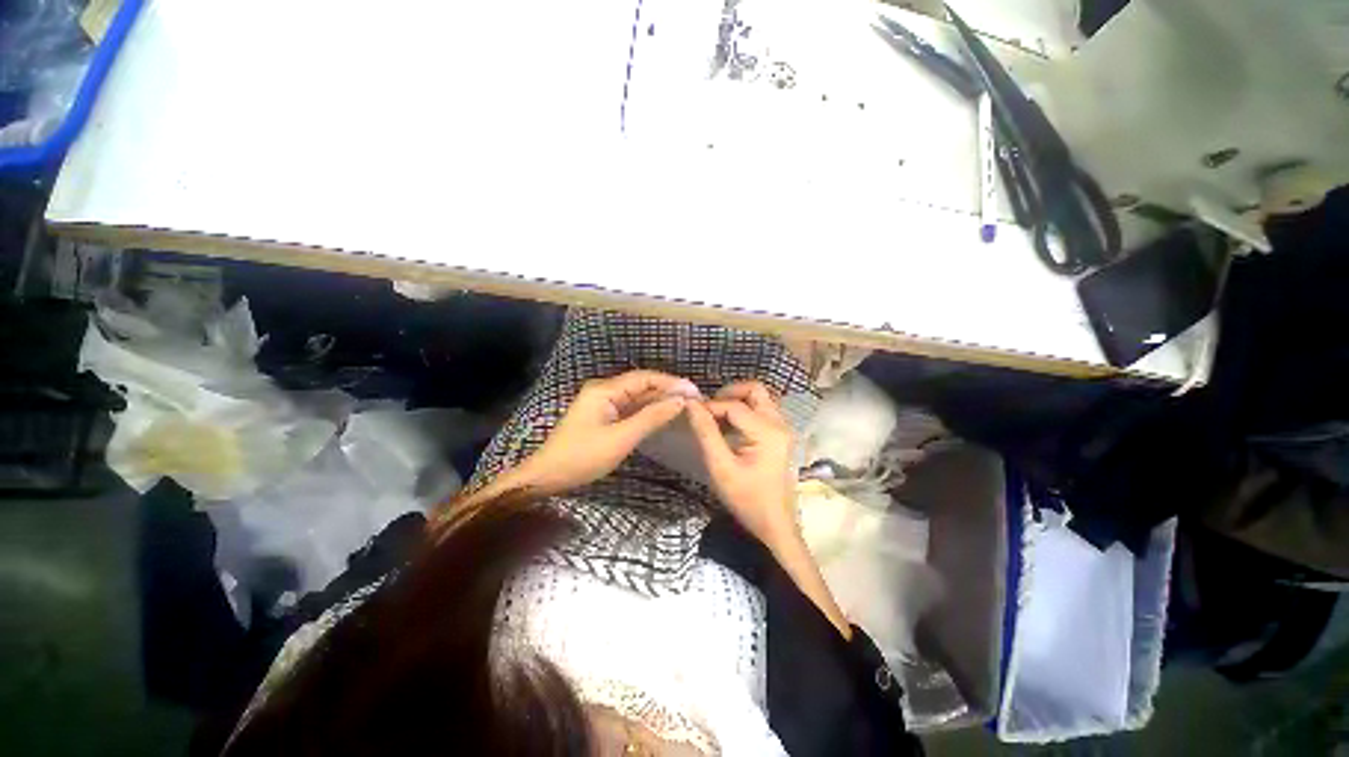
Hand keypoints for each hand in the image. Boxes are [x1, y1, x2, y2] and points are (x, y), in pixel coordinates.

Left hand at [521, 369, 700, 493]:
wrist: (547, 476)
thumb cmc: (583, 457)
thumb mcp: (621, 438)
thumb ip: (651, 417)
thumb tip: (680, 401)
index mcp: (605, 390)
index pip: (645, 378)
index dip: (671, 382)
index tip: (694, 391)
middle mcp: (604, 390)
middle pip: (642, 384)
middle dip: (668, 390)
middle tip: (694, 399)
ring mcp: (603, 403)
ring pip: (637, 396)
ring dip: (659, 400)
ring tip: (685, 405)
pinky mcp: (603, 415)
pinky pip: (630, 408)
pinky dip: (648, 410)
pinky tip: (663, 414)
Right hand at [687, 381, 797, 547]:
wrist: (774, 524)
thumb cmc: (747, 499)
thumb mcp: (721, 466)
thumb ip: (706, 432)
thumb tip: (691, 404)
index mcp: (767, 431)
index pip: (734, 405)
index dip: (710, 406)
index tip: (692, 413)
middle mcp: (780, 423)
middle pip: (755, 390)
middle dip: (729, 394)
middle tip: (709, 410)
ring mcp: (783, 428)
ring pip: (760, 399)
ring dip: (737, 402)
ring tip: (717, 419)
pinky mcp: (781, 435)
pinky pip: (763, 411)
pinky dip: (745, 411)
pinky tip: (729, 428)